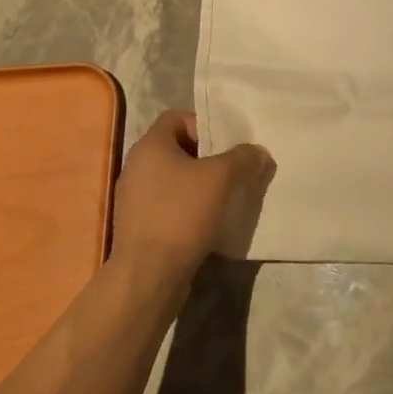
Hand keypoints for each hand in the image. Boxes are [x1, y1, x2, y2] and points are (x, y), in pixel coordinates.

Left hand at [110, 110, 273, 276]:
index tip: (225, 145)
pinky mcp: (138, 226)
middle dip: (206, 157)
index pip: (176, 117)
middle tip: (231, 169)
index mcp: (150, 146)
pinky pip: (167, 205)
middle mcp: (136, 167)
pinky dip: (187, 208)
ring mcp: (133, 199)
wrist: (148, 276)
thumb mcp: (221, 178)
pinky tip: (207, 222)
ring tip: (224, 197)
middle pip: (177, 149)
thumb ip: (242, 158)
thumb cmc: (181, 214)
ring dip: (198, 185)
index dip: (203, 124)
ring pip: (173, 179)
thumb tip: (258, 152)